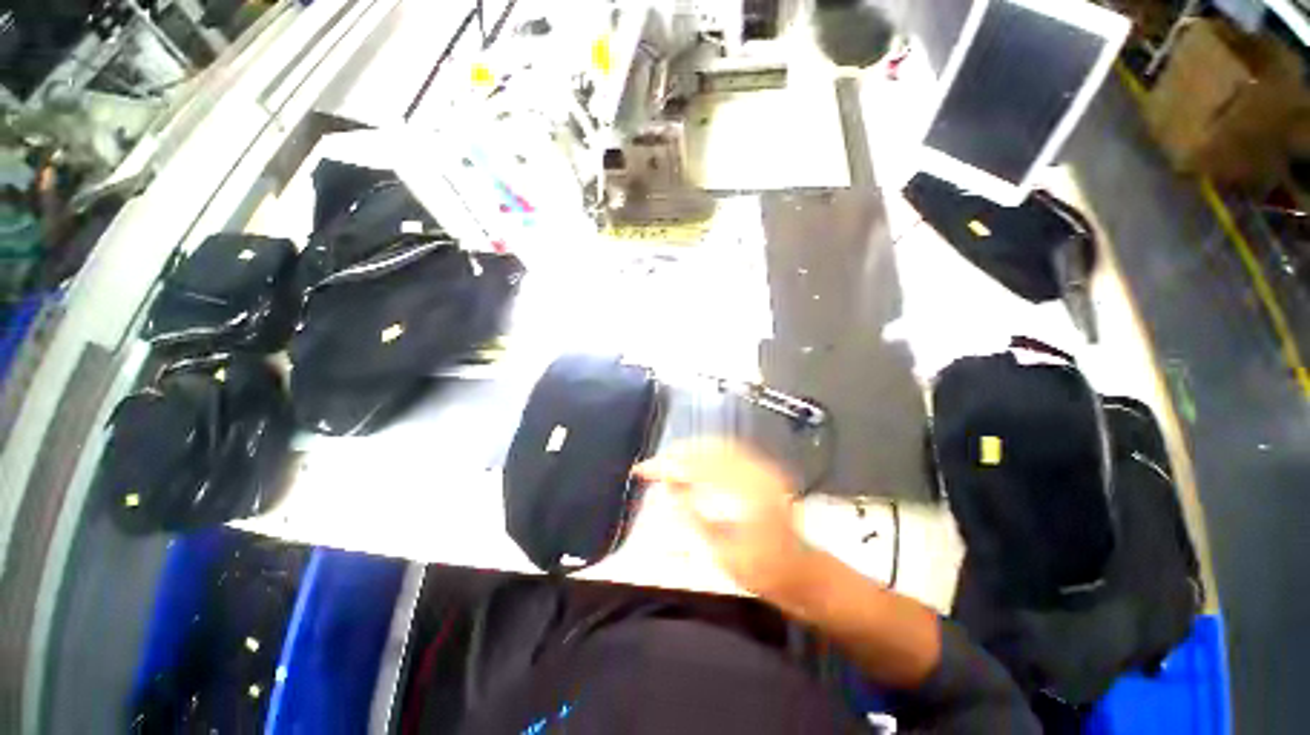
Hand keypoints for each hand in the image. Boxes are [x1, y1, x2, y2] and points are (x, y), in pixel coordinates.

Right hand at [634, 439, 814, 602]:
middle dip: (677, 454)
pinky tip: (692, 461)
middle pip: (709, 449)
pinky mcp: (763, 470)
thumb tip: (669, 487)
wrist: (802, 572)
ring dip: (690, 451)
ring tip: (667, 461)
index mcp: (749, 494)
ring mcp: (763, 468)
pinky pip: (729, 451)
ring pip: (719, 446)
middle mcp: (758, 472)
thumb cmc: (763, 571)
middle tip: (653, 464)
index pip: (700, 469)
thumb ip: (694, 517)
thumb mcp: (723, 553)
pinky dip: (705, 452)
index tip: (644, 470)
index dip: (669, 466)